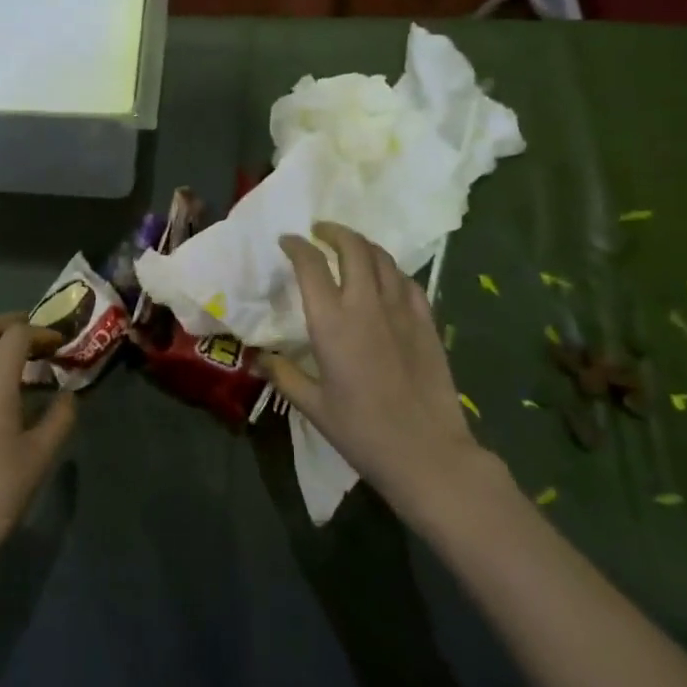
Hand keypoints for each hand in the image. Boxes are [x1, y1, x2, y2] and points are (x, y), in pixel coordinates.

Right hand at [267, 223, 493, 519]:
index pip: (311, 264)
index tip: (288, 241)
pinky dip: (391, 270)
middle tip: (320, 233)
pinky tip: (385, 279)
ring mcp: (401, 310)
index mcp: (332, 322)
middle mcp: (365, 304)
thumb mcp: (314, 407)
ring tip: (350, 248)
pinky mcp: (426, 322)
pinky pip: (407, 281)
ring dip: (362, 245)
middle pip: (352, 247)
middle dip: (333, 232)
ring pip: (382, 258)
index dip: (297, 245)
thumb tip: (258, 359)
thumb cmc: (363, 432)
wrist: (428, 454)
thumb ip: (284, 376)